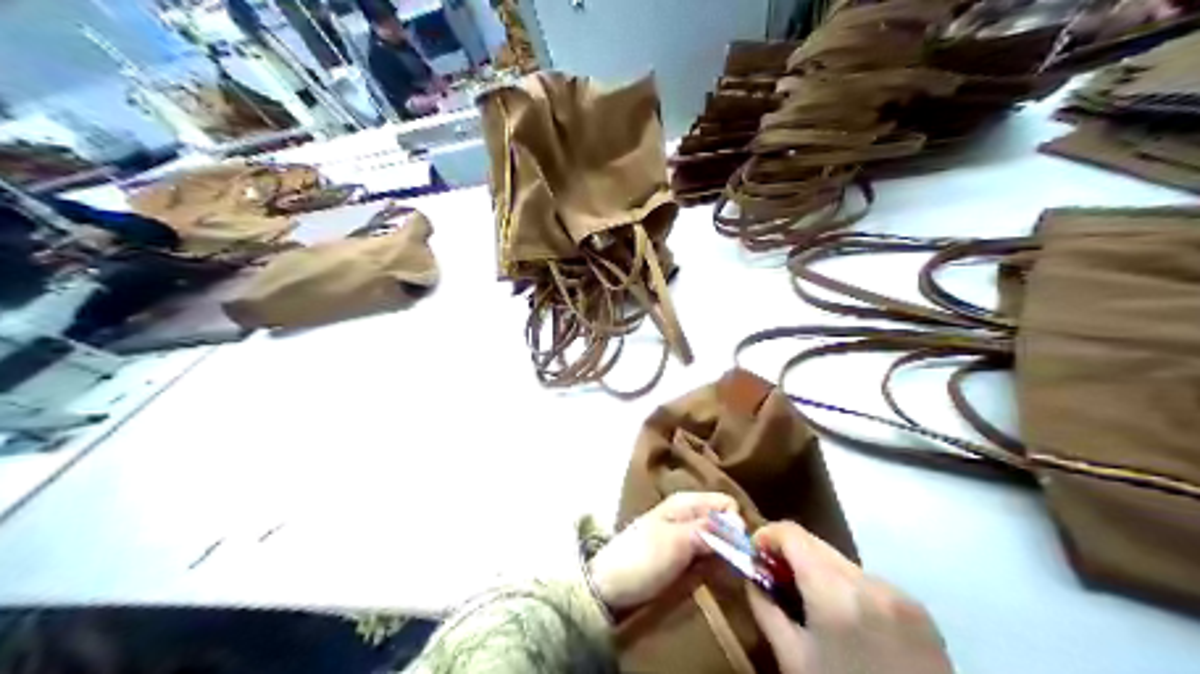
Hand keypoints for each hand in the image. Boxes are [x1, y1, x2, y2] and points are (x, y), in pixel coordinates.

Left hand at [588, 493, 735, 614]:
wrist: (608, 589)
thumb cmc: (641, 559)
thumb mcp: (677, 541)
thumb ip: (710, 530)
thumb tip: (741, 526)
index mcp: (686, 502)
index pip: (727, 504)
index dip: (736, 525)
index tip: (736, 549)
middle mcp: (689, 515)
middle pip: (725, 525)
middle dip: (733, 544)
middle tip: (732, 568)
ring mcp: (685, 538)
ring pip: (719, 544)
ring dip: (724, 559)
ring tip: (723, 577)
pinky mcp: (682, 559)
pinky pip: (708, 559)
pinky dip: (713, 569)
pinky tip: (712, 580)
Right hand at [747, 524, 951, 673]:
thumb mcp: (793, 660)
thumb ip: (767, 611)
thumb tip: (752, 578)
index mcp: (834, 593)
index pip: (793, 535)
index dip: (768, 535)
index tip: (754, 552)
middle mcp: (869, 582)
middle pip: (819, 546)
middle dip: (792, 555)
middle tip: (775, 578)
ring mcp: (899, 594)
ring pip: (845, 565)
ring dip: (823, 574)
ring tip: (815, 608)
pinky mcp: (920, 610)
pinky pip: (873, 585)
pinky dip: (853, 592)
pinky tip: (851, 623)